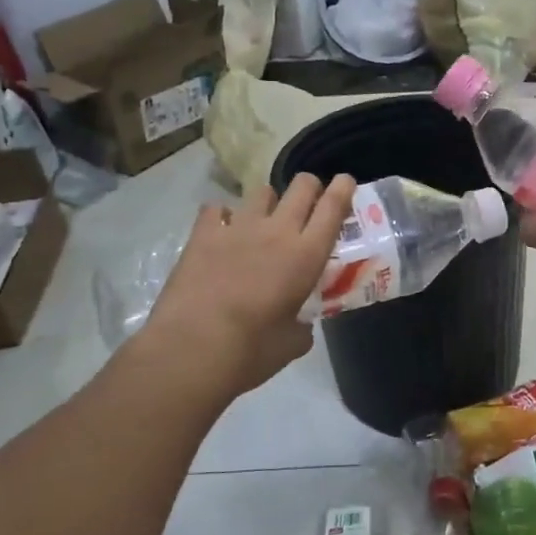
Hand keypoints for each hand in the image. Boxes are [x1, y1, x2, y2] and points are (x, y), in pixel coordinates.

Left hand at [137, 173, 356, 400]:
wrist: (190, 350)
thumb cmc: (250, 352)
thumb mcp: (292, 344)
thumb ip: (302, 326)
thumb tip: (299, 324)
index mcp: (306, 255)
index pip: (333, 207)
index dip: (343, 188)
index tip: (345, 182)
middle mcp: (277, 231)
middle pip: (302, 186)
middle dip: (310, 187)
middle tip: (308, 204)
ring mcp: (238, 227)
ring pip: (261, 191)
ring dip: (269, 202)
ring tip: (262, 221)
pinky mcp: (203, 234)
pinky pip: (216, 208)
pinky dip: (222, 216)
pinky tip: (221, 232)